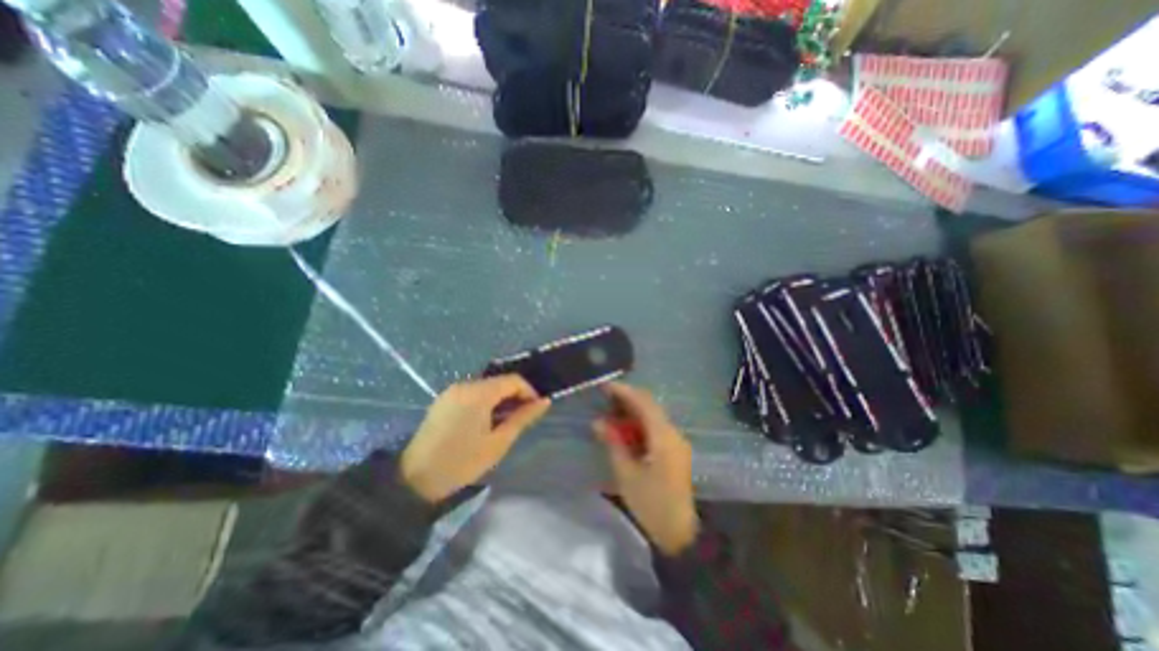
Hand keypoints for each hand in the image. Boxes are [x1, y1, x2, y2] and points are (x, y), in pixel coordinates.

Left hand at [402, 376, 549, 503]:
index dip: (529, 392)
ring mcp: (452, 391)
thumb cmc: (462, 462)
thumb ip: (522, 418)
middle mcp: (465, 384)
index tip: (534, 410)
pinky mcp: (443, 399)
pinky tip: (485, 421)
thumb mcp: (498, 442)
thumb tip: (544, 402)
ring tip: (505, 421)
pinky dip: (485, 401)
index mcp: (479, 393)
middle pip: (499, 381)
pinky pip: (472, 393)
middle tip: (521, 419)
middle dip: (515, 396)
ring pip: (486, 387)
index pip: (513, 380)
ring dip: (500, 399)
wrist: (413, 480)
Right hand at [597, 384, 696, 556]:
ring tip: (610, 414)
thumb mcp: (627, 474)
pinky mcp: (675, 451)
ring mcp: (676, 442)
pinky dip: (639, 425)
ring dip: (632, 412)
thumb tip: (598, 422)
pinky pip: (655, 429)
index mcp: (663, 436)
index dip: (624, 391)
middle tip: (604, 399)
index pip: (643, 402)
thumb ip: (613, 443)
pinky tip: (625, 432)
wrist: (682, 535)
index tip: (605, 387)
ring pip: (652, 417)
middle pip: (649, 406)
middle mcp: (672, 433)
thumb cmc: (652, 504)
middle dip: (627, 400)